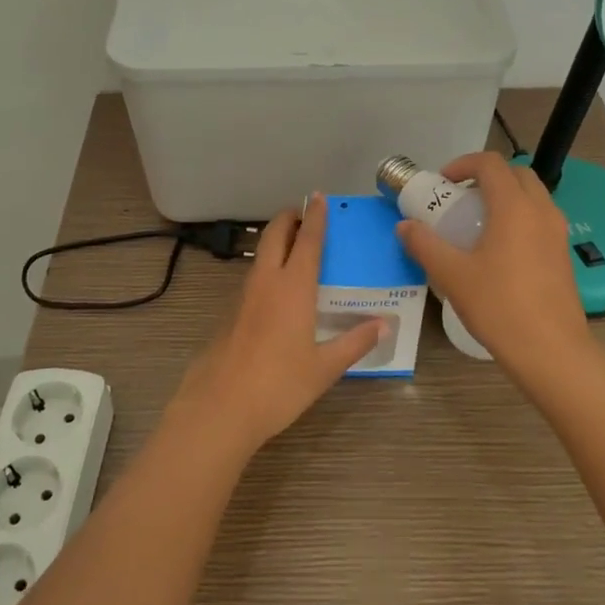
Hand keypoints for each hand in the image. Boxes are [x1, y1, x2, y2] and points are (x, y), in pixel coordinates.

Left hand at [169, 193, 383, 453]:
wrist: (220, 408)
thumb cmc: (279, 385)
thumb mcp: (325, 368)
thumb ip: (355, 343)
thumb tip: (384, 324)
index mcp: (293, 288)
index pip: (306, 240)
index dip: (314, 216)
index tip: (318, 197)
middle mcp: (266, 283)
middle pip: (274, 236)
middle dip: (288, 219)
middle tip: (303, 213)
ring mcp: (243, 297)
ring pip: (260, 256)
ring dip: (275, 242)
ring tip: (295, 247)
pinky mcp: (230, 315)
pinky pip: (253, 278)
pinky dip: (267, 268)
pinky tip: (277, 290)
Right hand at [395, 151, 591, 374]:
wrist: (551, 351)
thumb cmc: (499, 306)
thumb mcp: (452, 275)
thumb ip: (425, 245)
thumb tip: (405, 226)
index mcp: (514, 207)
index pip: (490, 163)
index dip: (463, 164)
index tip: (443, 183)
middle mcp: (541, 211)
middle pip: (516, 174)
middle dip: (487, 177)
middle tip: (460, 199)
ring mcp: (557, 233)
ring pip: (532, 197)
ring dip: (505, 198)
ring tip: (478, 225)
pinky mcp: (563, 255)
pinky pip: (540, 220)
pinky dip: (519, 219)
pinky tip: (499, 252)